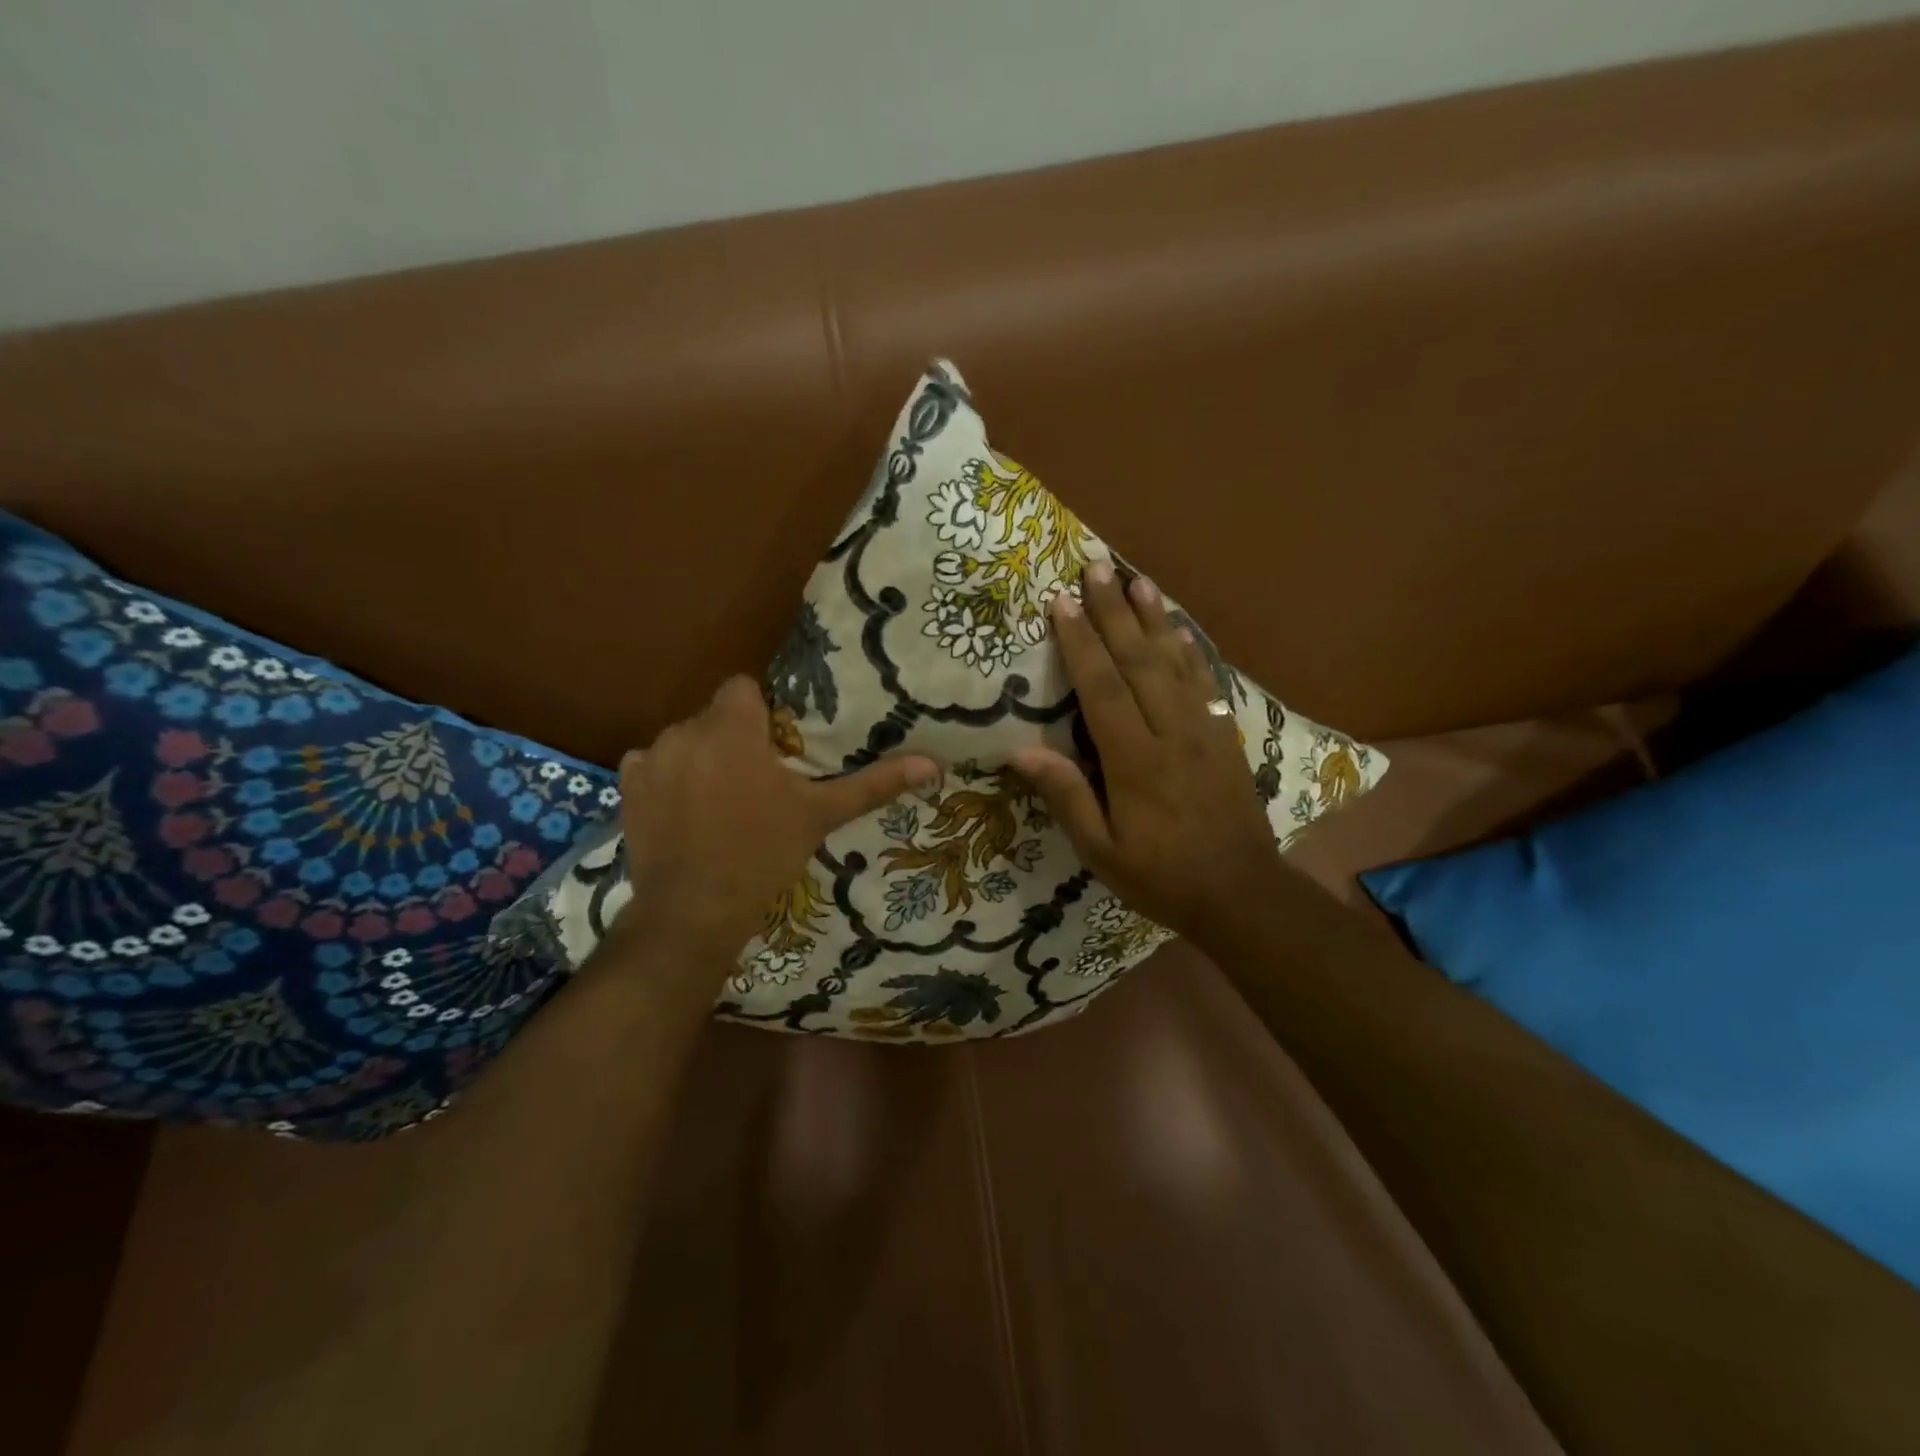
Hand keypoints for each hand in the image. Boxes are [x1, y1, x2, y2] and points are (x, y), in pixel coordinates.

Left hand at [612, 676, 939, 981]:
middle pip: (714, 716)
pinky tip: (682, 812)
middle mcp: (686, 731)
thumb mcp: (821, 815)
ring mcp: (651, 758)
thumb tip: (932, 764)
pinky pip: (651, 765)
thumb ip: (872, 784)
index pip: (742, 688)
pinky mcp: (626, 786)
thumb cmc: (762, 854)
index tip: (773, 748)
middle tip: (754, 782)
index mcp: (733, 728)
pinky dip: (667, 779)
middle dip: (732, 738)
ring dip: (700, 758)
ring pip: (684, 741)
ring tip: (718, 801)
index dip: (759, 712)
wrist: (694, 911)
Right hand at [1010, 562, 1280, 941]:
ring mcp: (1203, 729)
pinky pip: (1203, 681)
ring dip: (1153, 618)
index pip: (1102, 688)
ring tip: (1136, 579)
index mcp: (1135, 761)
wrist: (1240, 892)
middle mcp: (1171, 732)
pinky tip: (1176, 628)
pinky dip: (1187, 649)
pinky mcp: (1224, 735)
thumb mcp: (1102, 852)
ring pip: (1174, 662)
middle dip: (1114, 611)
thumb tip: (1021, 753)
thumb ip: (1067, 798)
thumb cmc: (1161, 876)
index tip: (1062, 602)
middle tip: (1096, 567)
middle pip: (1139, 660)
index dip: (1081, 642)